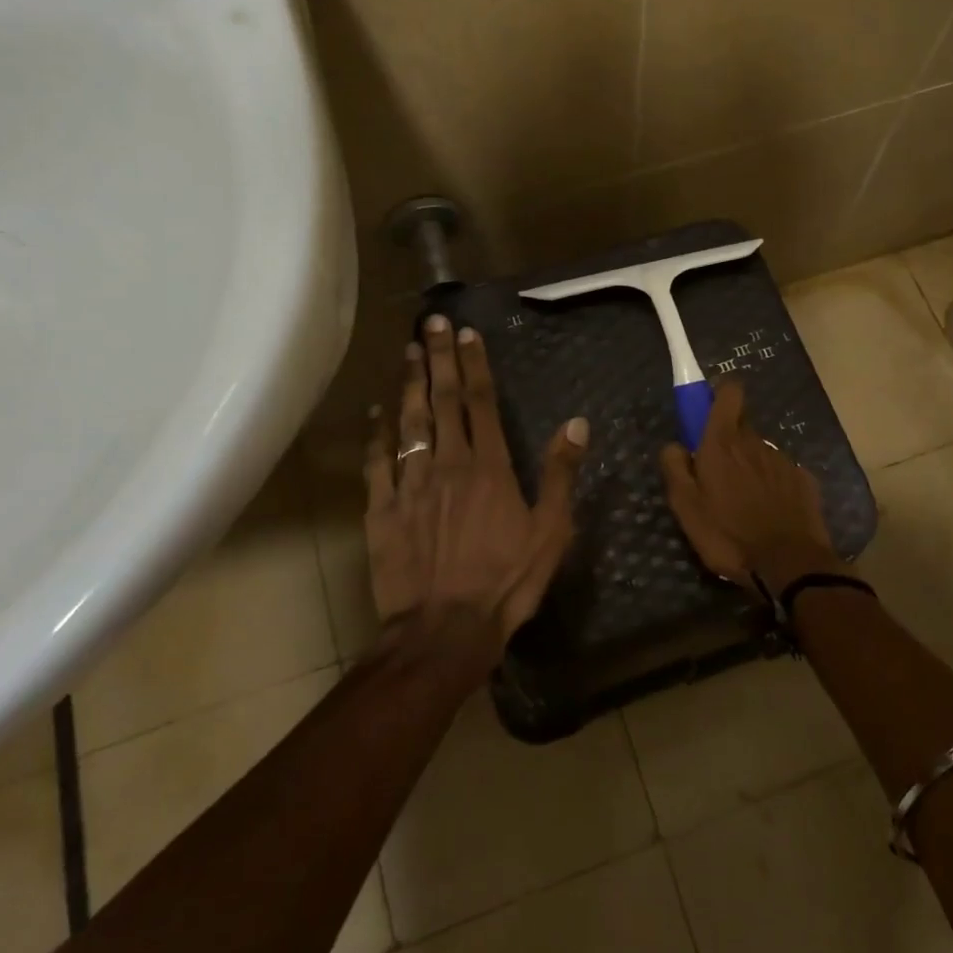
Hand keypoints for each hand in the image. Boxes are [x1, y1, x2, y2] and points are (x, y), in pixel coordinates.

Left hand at [364, 314, 588, 654]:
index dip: (475, 367)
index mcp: (489, 468)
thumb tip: (577, 423)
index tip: (467, 334)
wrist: (443, 629)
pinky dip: (376, 435)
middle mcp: (448, 465)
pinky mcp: (382, 510)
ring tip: (408, 351)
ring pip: (408, 424)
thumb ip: (560, 474)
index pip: (481, 404)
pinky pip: (377, 464)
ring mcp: (411, 486)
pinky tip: (375, 412)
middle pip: (442, 402)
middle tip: (431, 323)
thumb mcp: (551, 532)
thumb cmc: (506, 582)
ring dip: (408, 384)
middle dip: (438, 359)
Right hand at [659, 380, 840, 592]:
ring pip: (760, 452)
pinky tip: (769, 513)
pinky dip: (772, 485)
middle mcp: (756, 442)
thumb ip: (675, 469)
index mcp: (723, 443)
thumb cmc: (729, 535)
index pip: (729, 392)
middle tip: (716, 476)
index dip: (720, 394)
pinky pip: (781, 473)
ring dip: (750, 467)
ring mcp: (783, 461)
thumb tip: (673, 445)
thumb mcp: (686, 507)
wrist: (790, 565)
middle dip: (728, 442)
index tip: (709, 410)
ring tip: (743, 503)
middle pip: (741, 427)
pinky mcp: (804, 481)